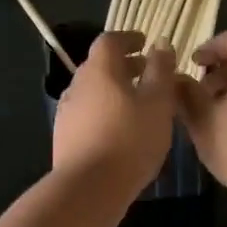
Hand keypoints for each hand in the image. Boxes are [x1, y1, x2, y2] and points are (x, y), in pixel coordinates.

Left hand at [51, 31, 177, 202]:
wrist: (89, 187)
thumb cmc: (130, 139)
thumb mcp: (158, 103)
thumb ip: (161, 70)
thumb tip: (161, 45)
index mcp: (99, 69)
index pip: (110, 40)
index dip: (129, 39)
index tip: (146, 45)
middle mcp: (77, 84)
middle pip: (100, 65)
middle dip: (124, 66)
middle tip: (148, 74)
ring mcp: (67, 111)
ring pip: (93, 91)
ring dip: (115, 91)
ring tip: (138, 105)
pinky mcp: (64, 136)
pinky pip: (88, 114)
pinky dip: (105, 112)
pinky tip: (121, 131)